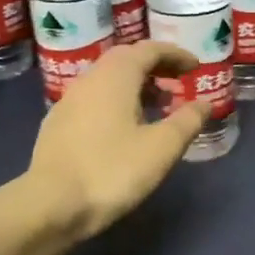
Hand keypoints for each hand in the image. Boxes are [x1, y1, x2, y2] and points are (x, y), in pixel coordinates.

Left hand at [25, 41, 207, 239]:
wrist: (50, 205)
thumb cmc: (112, 171)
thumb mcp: (162, 148)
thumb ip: (187, 121)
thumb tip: (204, 104)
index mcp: (115, 76)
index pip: (148, 50)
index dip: (175, 54)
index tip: (195, 66)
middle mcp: (89, 79)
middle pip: (125, 60)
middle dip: (155, 67)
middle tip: (178, 82)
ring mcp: (68, 101)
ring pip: (108, 80)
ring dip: (136, 85)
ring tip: (157, 106)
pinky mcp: (58, 125)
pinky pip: (94, 99)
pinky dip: (117, 101)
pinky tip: (125, 128)